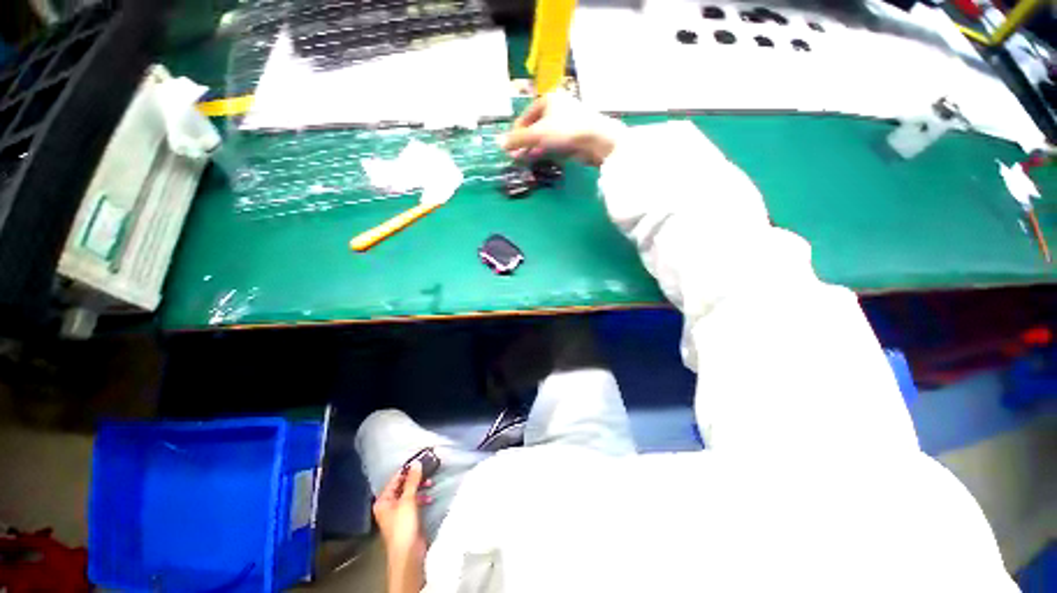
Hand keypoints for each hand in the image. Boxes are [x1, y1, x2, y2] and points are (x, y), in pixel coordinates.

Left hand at [374, 461, 432, 592]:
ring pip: (410, 493)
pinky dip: (422, 498)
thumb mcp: (408, 500)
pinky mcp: (407, 518)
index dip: (407, 470)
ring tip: (431, 483)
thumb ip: (412, 481)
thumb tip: (416, 463)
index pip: (395, 479)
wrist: (408, 553)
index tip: (420, 460)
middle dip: (415, 479)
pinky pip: (414, 502)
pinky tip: (430, 498)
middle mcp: (388, 505)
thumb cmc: (403, 525)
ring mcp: (398, 512)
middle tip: (428, 471)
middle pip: (403, 486)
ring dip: (420, 488)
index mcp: (384, 500)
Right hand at [499, 92, 626, 166]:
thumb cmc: (565, 130)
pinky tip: (539, 157)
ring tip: (524, 158)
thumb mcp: (537, 134)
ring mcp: (566, 122)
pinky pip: (554, 142)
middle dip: (524, 141)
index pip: (525, 116)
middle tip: (514, 155)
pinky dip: (545, 149)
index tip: (509, 147)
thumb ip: (518, 139)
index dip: (516, 132)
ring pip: (544, 135)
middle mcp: (557, 108)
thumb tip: (498, 143)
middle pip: (534, 126)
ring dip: (533, 147)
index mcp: (547, 99)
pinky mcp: (573, 136)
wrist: (596, 139)